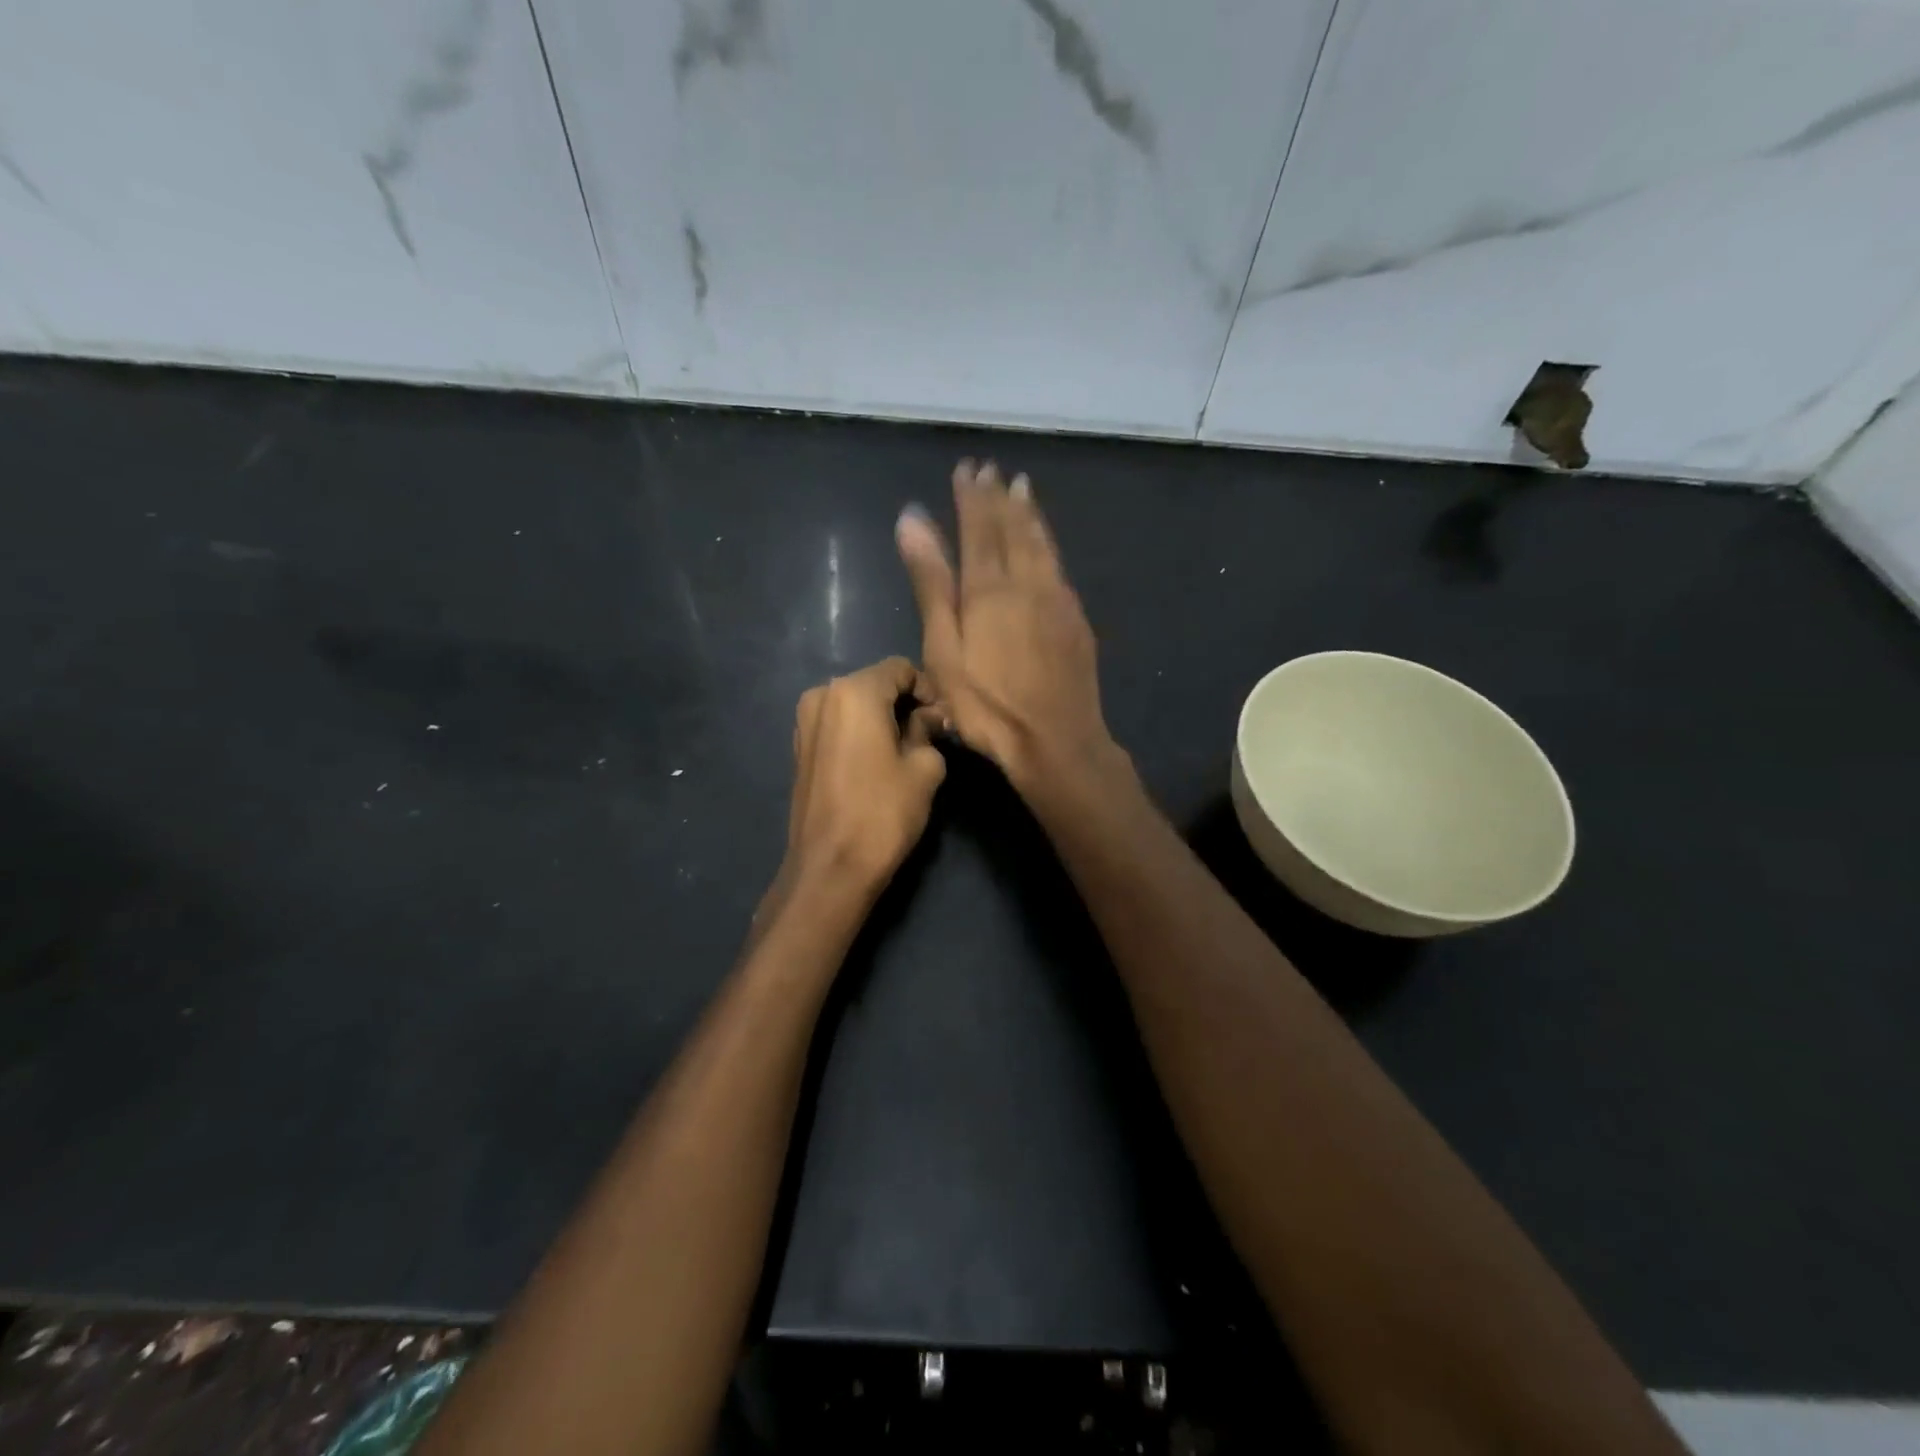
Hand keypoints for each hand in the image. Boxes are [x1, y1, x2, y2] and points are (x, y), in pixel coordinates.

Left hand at [783, 656, 947, 894]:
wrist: (830, 867)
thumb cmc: (883, 812)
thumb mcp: (924, 768)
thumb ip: (929, 730)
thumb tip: (931, 717)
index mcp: (854, 691)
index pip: (900, 669)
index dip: (928, 689)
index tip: (943, 720)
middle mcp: (822, 695)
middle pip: (875, 683)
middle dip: (904, 703)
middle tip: (930, 735)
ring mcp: (804, 721)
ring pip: (855, 704)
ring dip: (882, 718)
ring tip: (905, 750)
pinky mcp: (799, 747)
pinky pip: (838, 725)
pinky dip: (860, 732)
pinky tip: (877, 762)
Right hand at [896, 460, 1118, 792]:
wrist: (1056, 740)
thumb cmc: (987, 704)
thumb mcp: (944, 648)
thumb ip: (931, 582)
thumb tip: (913, 518)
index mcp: (989, 586)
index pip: (979, 527)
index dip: (971, 496)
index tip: (966, 468)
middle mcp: (1027, 581)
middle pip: (1012, 528)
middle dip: (999, 496)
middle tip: (992, 469)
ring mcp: (1057, 599)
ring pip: (1041, 543)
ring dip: (1029, 513)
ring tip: (1022, 487)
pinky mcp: (1075, 619)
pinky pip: (1058, 565)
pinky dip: (1048, 542)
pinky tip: (1046, 542)